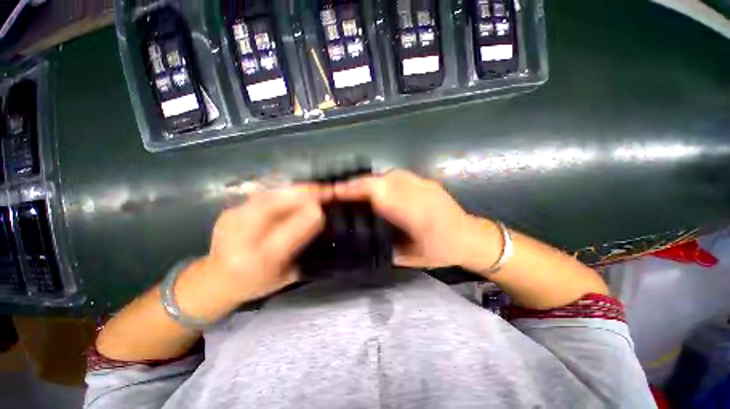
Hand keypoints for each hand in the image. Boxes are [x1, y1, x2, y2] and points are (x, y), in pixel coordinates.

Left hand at [175, 186, 328, 319]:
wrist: (215, 280)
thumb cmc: (257, 283)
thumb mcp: (286, 274)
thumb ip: (303, 248)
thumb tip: (320, 218)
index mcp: (260, 259)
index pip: (288, 232)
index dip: (308, 217)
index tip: (324, 208)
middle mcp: (242, 238)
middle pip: (273, 206)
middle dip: (302, 195)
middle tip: (323, 189)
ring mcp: (232, 220)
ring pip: (268, 196)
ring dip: (293, 189)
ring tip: (312, 187)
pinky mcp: (230, 211)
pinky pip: (262, 195)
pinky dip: (282, 191)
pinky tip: (294, 190)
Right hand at [333, 170, 478, 267]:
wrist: (471, 237)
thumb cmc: (441, 252)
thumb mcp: (410, 257)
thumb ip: (385, 245)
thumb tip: (362, 235)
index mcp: (417, 217)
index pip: (382, 195)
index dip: (357, 190)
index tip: (336, 192)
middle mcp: (421, 195)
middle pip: (384, 180)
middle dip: (358, 183)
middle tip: (340, 191)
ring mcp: (426, 185)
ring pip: (390, 175)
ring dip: (370, 180)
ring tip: (355, 190)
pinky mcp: (428, 181)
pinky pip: (399, 176)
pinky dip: (382, 179)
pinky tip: (376, 188)